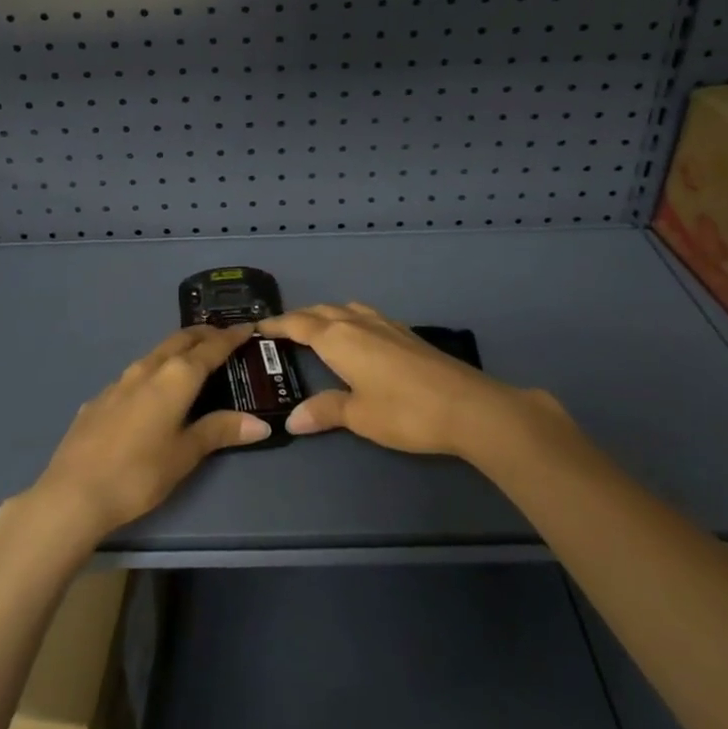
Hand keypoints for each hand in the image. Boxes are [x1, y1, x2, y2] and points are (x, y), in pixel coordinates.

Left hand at [22, 325, 271, 545]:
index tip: (246, 328)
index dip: (230, 337)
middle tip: (223, 337)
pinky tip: (151, 392)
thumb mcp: (185, 454)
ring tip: (192, 359)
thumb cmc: (139, 473)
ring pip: (155, 354)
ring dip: (177, 350)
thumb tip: (260, 424)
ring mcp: (119, 381)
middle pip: (180, 340)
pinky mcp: (100, 398)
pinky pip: (135, 374)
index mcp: (175, 377)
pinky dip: (154, 371)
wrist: (74, 492)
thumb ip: (220, 431)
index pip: (210, 348)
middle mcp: (148, 368)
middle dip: (203, 334)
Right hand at [258, 302, 564, 456]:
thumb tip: (292, 419)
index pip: (299, 324)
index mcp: (339, 339)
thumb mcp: (359, 416)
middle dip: (300, 317)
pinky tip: (359, 336)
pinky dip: (350, 318)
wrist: (468, 406)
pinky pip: (366, 315)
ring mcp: (386, 325)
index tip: (259, 327)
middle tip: (283, 330)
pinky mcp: (407, 334)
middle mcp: (359, 323)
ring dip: (327, 314)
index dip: (278, 324)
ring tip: (317, 328)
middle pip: (322, 312)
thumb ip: (325, 411)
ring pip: (347, 309)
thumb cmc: (404, 411)